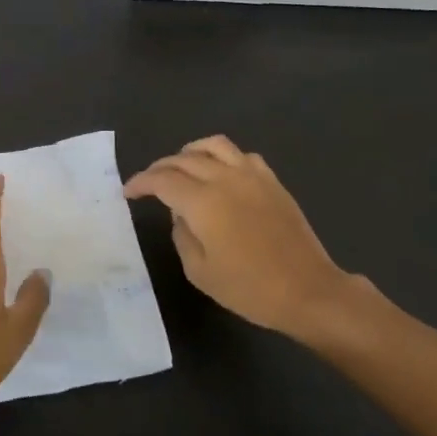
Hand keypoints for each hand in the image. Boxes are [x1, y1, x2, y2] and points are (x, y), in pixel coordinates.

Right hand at [124, 136, 373, 341]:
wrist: (307, 290)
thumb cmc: (250, 288)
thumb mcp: (200, 272)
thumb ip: (182, 236)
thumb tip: (180, 214)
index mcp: (203, 201)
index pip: (162, 180)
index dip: (141, 182)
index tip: (129, 191)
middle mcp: (225, 178)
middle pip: (184, 159)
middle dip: (161, 167)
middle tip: (149, 182)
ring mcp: (252, 175)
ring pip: (214, 145)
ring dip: (191, 151)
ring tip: (181, 165)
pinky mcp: (272, 180)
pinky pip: (241, 154)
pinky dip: (222, 156)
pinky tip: (220, 172)